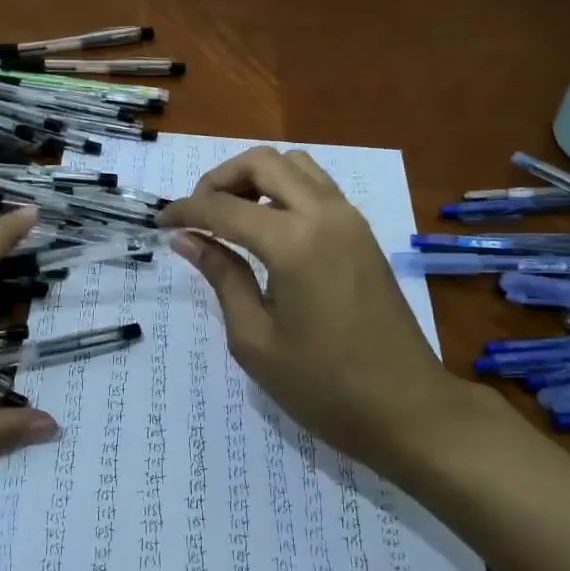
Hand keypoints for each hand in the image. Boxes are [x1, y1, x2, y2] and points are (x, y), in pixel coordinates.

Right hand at [158, 147, 489, 476]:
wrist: (407, 408)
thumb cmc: (323, 386)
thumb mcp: (255, 339)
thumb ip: (222, 277)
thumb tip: (187, 240)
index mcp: (294, 242)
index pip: (225, 208)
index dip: (186, 211)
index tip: (162, 224)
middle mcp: (325, 214)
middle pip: (262, 162)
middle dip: (220, 179)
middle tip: (197, 215)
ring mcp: (350, 219)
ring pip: (295, 164)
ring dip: (256, 178)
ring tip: (233, 217)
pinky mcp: (362, 232)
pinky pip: (317, 185)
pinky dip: (285, 188)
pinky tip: (268, 228)